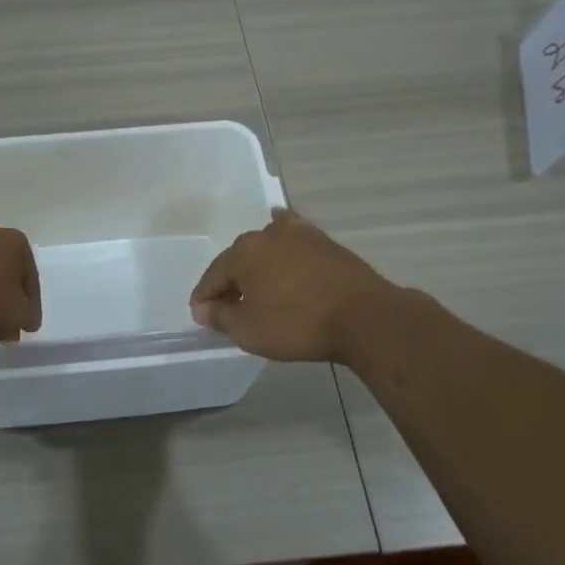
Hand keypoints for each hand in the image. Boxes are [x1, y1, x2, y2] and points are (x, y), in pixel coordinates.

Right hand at [190, 209, 402, 362]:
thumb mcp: (249, 330)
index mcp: (242, 252)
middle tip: (230, 309)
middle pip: (239, 261)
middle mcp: (266, 235)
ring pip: (267, 250)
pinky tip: (283, 234)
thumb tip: (203, 308)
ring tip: (259, 289)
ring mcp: (299, 235)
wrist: (363, 316)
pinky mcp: (325, 242)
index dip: (205, 299)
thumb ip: (220, 317)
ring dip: (258, 268)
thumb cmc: (297, 324)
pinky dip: (285, 243)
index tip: (202, 317)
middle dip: (231, 283)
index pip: (213, 277)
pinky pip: (295, 240)